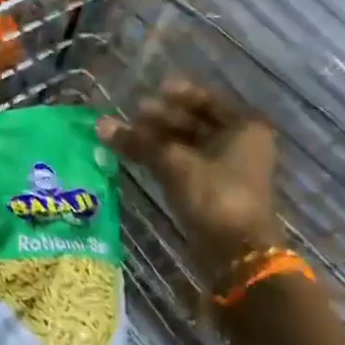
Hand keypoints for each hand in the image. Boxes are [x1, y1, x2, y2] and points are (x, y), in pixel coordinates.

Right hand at [97, 80, 280, 286]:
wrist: (236, 254)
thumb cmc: (215, 195)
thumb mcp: (174, 163)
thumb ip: (137, 141)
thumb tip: (100, 124)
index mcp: (244, 128)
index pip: (208, 100)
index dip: (179, 94)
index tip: (151, 91)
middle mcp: (239, 144)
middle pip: (196, 121)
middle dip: (163, 118)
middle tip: (133, 113)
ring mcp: (226, 169)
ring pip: (187, 143)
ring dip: (157, 138)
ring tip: (125, 132)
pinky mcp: (211, 190)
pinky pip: (183, 162)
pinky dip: (161, 156)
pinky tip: (134, 152)